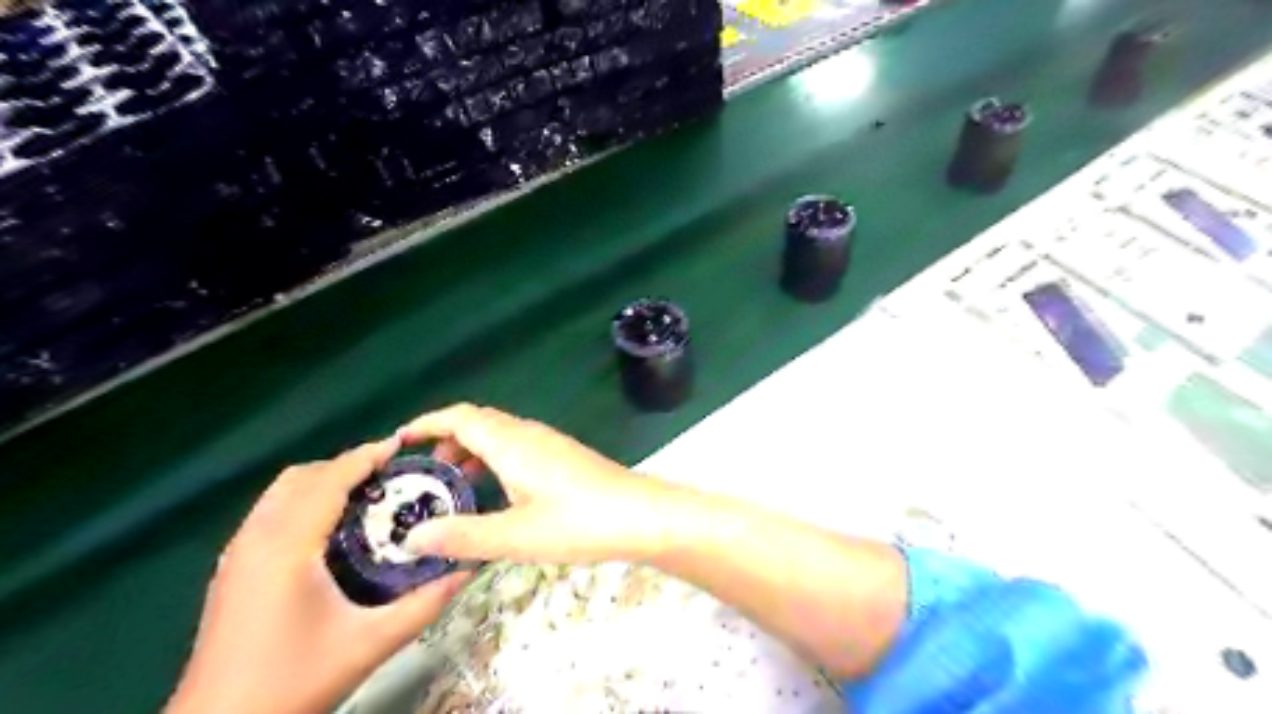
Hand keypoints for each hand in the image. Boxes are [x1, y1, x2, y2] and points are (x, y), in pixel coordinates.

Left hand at [164, 438, 467, 712]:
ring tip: (366, 493)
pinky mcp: (232, 569)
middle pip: (302, 477)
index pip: (329, 480)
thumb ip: (425, 603)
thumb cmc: (294, 680)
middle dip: (347, 465)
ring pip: (281, 492)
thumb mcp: (371, 643)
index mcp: (287, 546)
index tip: (402, 445)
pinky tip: (331, 526)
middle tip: (391, 474)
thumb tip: (468, 570)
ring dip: (324, 480)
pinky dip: (304, 499)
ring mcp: (238, 553)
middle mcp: (256, 538)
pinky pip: (270, 511)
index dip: (365, 456)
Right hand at [397, 404, 679, 564]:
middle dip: (448, 439)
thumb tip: (412, 538)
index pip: (460, 417)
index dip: (428, 423)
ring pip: (501, 435)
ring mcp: (550, 443)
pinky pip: (519, 447)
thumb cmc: (577, 522)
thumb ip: (462, 535)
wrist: (640, 515)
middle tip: (425, 471)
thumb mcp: (514, 536)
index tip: (401, 440)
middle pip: (480, 422)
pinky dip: (496, 460)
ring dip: (473, 450)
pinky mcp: (564, 457)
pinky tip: (499, 492)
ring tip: (456, 482)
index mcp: (511, 443)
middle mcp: (529, 434)